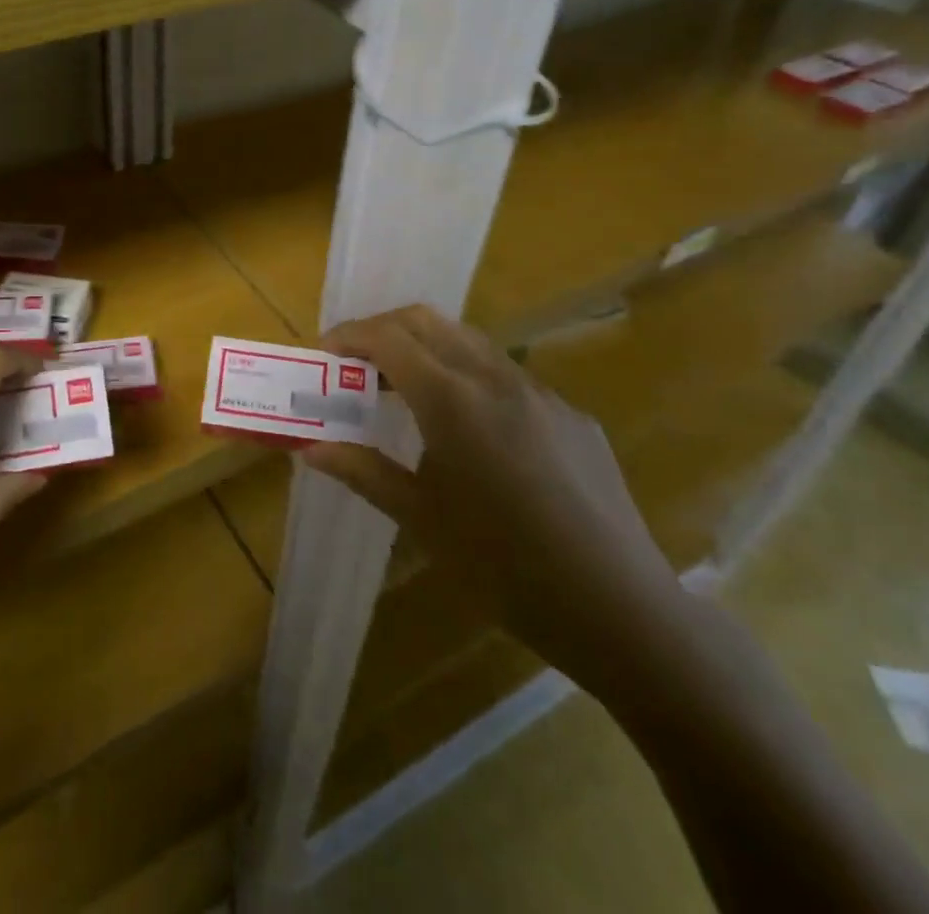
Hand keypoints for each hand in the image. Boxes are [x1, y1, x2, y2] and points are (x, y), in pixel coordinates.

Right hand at [305, 306, 683, 687]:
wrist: (618, 607)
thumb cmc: (502, 567)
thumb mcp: (421, 519)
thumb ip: (362, 471)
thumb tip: (310, 448)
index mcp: (453, 401)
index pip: (389, 338)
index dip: (350, 336)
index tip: (326, 352)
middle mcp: (496, 379)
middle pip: (429, 321)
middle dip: (385, 329)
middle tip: (359, 362)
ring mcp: (541, 393)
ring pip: (470, 342)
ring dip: (428, 348)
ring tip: (407, 390)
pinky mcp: (572, 415)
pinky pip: (508, 376)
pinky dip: (470, 378)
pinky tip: (473, 431)